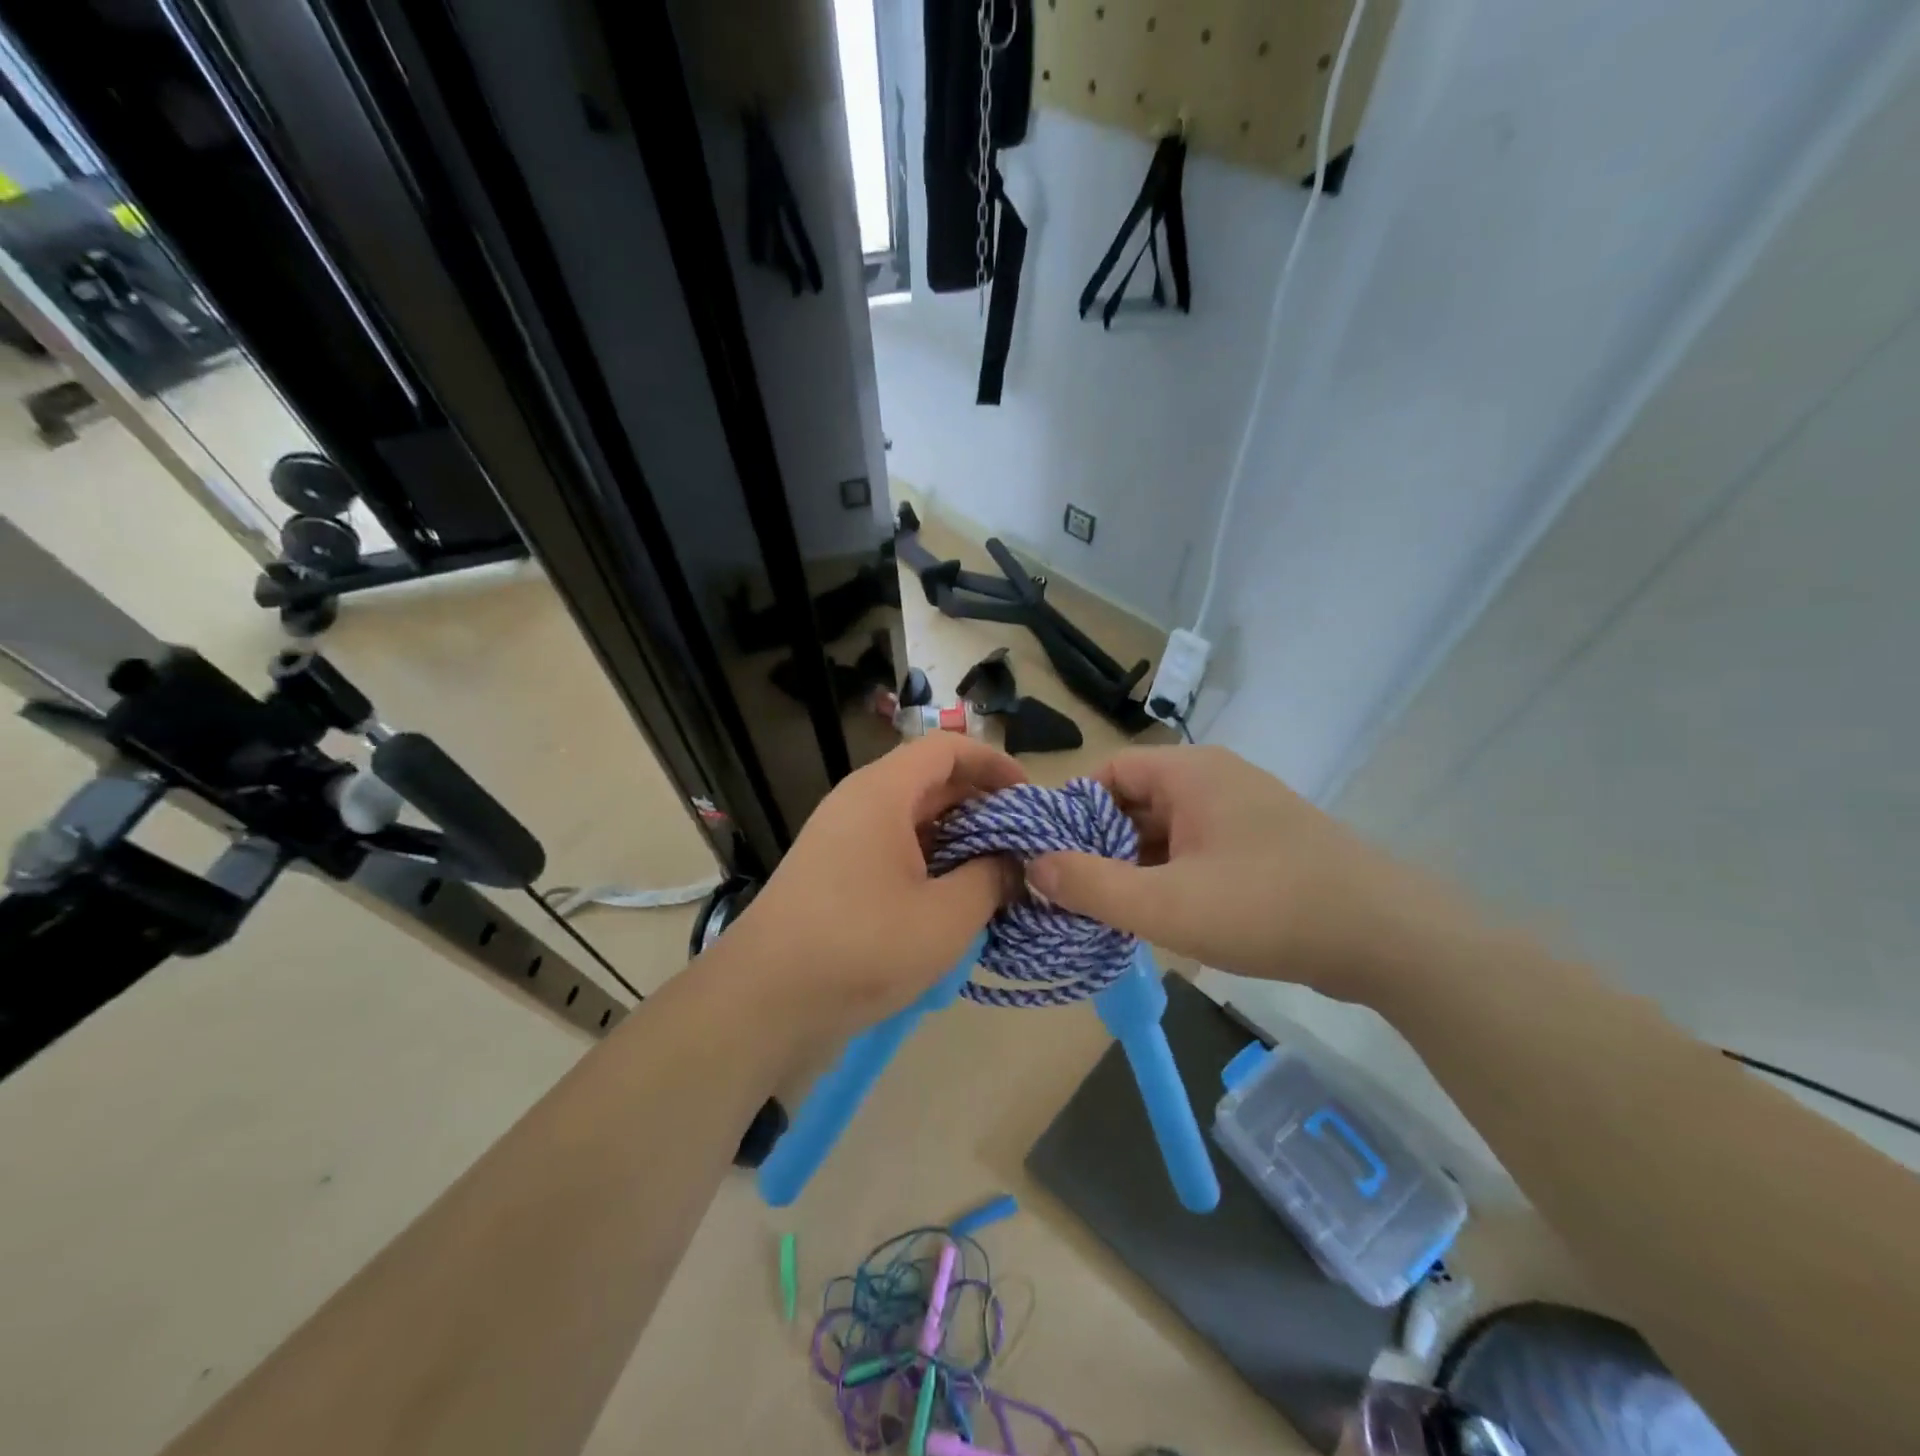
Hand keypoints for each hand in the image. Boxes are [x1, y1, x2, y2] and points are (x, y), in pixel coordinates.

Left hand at [713, 736, 1024, 1057]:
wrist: (765, 1003)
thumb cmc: (862, 947)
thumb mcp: (945, 916)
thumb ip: (991, 879)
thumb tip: (1015, 863)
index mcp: (882, 794)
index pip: (946, 749)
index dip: (993, 763)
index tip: (1028, 797)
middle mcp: (858, 804)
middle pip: (929, 781)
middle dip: (981, 804)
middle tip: (1023, 839)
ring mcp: (842, 840)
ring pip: (912, 819)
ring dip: (957, 837)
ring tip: (998, 870)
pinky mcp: (835, 874)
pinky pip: (893, 850)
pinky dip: (930, 862)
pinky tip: (956, 898)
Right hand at [1026, 746, 1456, 1000]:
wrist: (1387, 939)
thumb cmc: (1267, 909)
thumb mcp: (1166, 905)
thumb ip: (1092, 886)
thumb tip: (1034, 866)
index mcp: (1190, 773)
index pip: (1108, 772)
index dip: (1071, 811)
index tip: (1048, 856)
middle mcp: (1214, 779)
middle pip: (1134, 800)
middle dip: (1100, 844)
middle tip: (1072, 891)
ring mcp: (1242, 811)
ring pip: (1166, 828)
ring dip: (1135, 864)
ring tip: (1107, 909)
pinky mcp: (1262, 843)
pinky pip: (1196, 848)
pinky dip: (1170, 874)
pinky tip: (1158, 913)